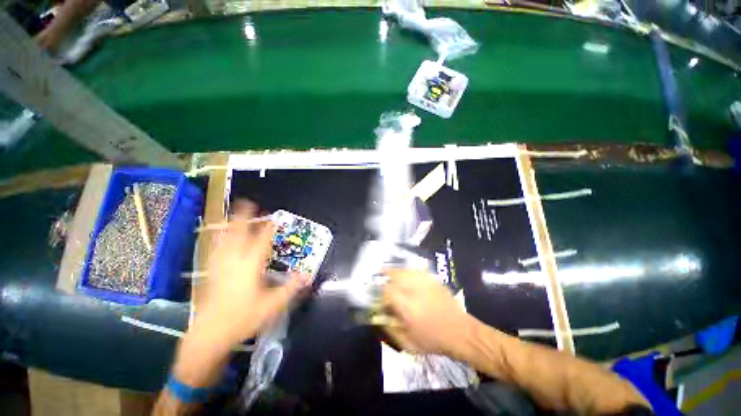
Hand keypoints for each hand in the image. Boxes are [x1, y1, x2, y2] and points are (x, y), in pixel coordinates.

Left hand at [193, 200, 308, 347]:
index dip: (267, 229)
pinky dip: (217, 240)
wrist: (210, 335)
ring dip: (229, 226)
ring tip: (231, 215)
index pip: (261, 242)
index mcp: (250, 267)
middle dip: (243, 218)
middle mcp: (234, 262)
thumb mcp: (272, 305)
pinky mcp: (211, 274)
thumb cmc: (243, 318)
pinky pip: (215, 251)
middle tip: (247, 203)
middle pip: (238, 235)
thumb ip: (290, 288)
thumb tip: (307, 276)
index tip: (272, 219)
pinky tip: (217, 239)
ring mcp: (219, 267)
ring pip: (224, 240)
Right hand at [382, 269, 474, 356]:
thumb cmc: (434, 340)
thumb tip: (380, 318)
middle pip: (396, 274)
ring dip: (397, 270)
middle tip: (382, 274)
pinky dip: (409, 271)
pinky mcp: (434, 280)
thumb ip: (392, 330)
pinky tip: (408, 273)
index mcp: (407, 307)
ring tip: (392, 272)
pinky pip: (417, 270)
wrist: (460, 332)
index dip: (380, 289)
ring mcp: (426, 283)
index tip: (379, 293)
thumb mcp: (409, 344)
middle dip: (387, 274)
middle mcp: (415, 291)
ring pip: (406, 270)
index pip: (387, 290)